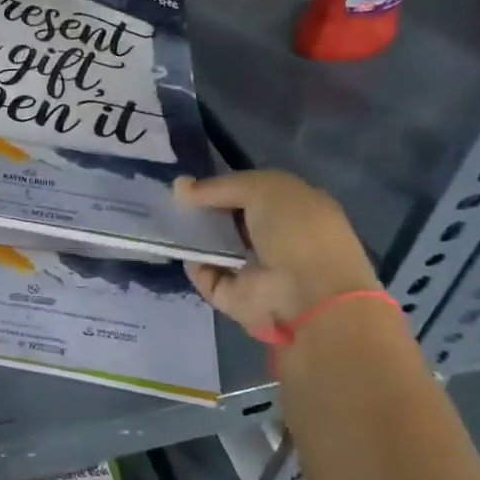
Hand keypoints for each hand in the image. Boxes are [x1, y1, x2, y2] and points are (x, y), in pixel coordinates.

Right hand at [175, 170, 379, 337]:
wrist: (309, 296)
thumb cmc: (296, 231)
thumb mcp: (263, 189)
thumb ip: (221, 185)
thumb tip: (180, 187)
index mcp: (296, 210)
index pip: (253, 193)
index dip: (223, 186)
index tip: (191, 184)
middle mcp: (278, 239)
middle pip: (231, 220)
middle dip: (204, 210)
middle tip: (175, 202)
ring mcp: (258, 270)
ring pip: (217, 247)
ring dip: (195, 236)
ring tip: (170, 222)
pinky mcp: (238, 296)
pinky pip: (208, 275)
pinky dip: (194, 264)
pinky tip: (184, 249)